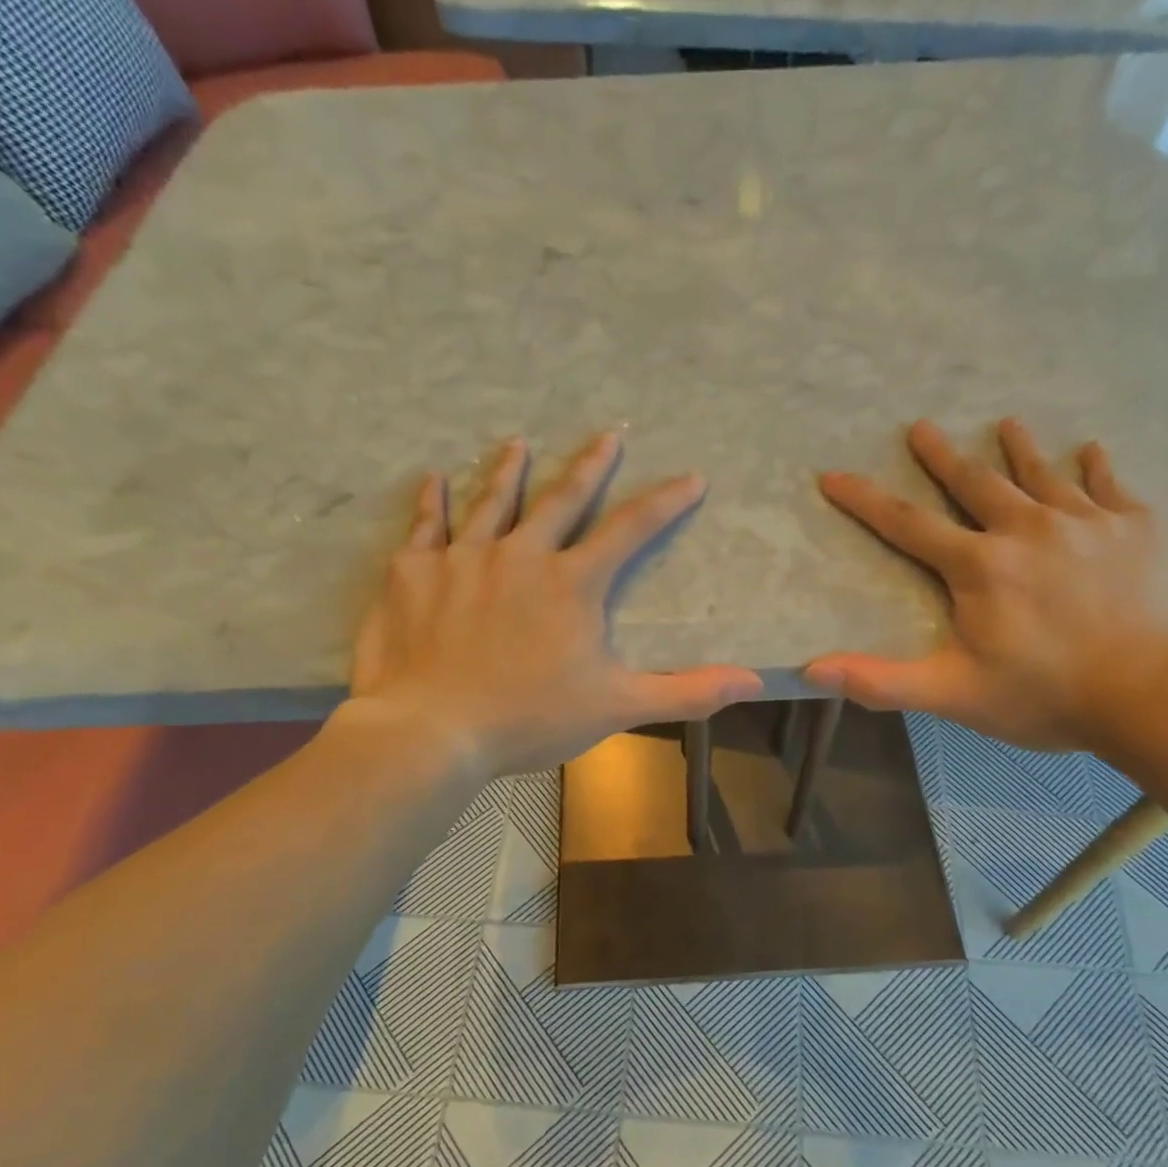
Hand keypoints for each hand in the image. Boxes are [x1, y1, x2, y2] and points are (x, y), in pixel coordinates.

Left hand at [341, 433, 762, 778]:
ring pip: (492, 501)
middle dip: (591, 466)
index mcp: (572, 583)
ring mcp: (463, 558)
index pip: (631, 530)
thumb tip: (754, 681)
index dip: (666, 502)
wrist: (432, 731)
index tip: (691, 477)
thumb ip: (686, 692)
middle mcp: (520, 555)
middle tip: (608, 435)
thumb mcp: (617, 707)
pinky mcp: (413, 572)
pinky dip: (431, 501)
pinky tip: (434, 479)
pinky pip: (424, 526)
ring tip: (517, 442)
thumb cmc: (528, 719)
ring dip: (508, 469)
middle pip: (562, 499)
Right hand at [806, 418, 1167, 750]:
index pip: (907, 524)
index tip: (834, 474)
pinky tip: (1091, 451)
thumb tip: (813, 670)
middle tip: (921, 426)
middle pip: (975, 482)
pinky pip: (1110, 486)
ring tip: (1006, 423)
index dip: (865, 500)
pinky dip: (1096, 467)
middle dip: (941, 455)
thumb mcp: (953, 694)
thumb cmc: (1046, 695)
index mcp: (979, 566)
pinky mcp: (1138, 528)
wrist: (1157, 694)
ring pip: (1042, 474)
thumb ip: (882, 681)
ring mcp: (1086, 522)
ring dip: (1018, 448)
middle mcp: (1026, 529)